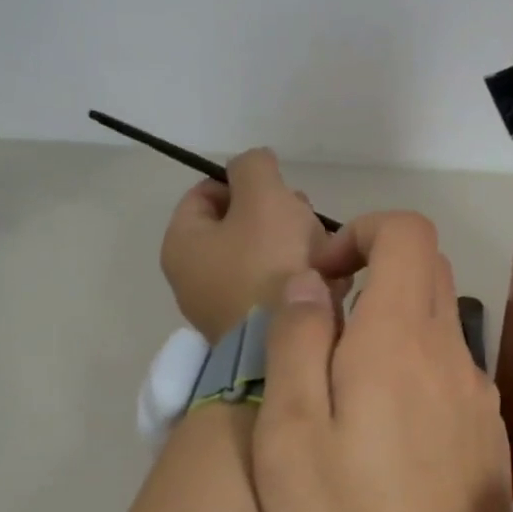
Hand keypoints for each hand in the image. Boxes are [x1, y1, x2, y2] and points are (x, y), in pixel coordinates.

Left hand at [159, 149, 345, 343]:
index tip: (280, 190)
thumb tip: (254, 164)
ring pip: (265, 256)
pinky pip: (278, 290)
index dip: (245, 182)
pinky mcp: (255, 329)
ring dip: (297, 245)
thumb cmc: (268, 264)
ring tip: (327, 251)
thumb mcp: (262, 196)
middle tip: (306, 220)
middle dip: (279, 215)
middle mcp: (195, 277)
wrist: (287, 347)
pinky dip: (301, 279)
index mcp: (183, 242)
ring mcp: (225, 306)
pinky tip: (329, 278)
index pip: (207, 192)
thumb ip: (254, 166)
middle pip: (240, 225)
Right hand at [252, 213, 512, 511]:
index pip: (407, 232)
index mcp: (401, 338)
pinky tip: (384, 433)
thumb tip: (308, 281)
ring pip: (438, 321)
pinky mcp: (487, 430)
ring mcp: (477, 392)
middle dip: (373, 273)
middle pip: (427, 269)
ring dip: (391, 325)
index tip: (323, 277)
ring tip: (345, 390)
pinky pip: (449, 369)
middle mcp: (451, 351)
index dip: (361, 232)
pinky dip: (414, 367)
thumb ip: (296, 342)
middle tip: (325, 327)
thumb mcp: (289, 435)